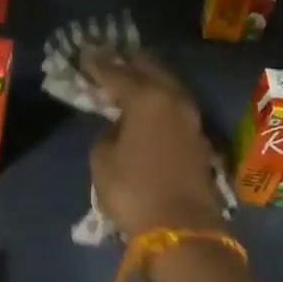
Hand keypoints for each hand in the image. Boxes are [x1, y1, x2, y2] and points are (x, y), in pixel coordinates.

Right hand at [85, 52, 226, 236]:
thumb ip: (107, 134)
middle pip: (149, 68)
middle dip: (128, 60)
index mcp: (147, 97)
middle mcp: (173, 98)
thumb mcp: (103, 161)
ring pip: (166, 84)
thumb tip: (118, 128)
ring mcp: (190, 117)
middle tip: (109, 56)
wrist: (182, 227)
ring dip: (147, 77)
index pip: (117, 72)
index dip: (98, 64)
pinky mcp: (198, 137)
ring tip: (128, 75)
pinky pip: (174, 104)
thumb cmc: (134, 190)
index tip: (84, 54)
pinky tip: (147, 103)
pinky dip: (159, 98)